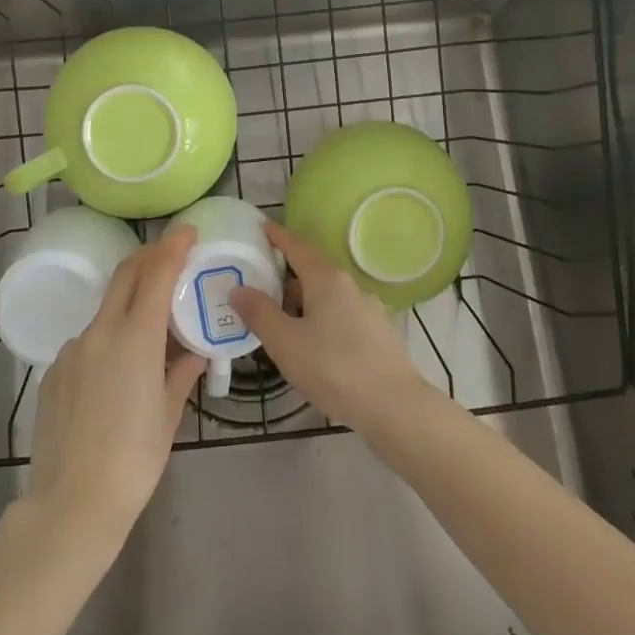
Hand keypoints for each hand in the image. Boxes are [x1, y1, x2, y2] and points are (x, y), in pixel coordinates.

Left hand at [18, 227, 204, 556]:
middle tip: (172, 252)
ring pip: (106, 310)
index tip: (188, 230)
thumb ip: (181, 372)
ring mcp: (72, 350)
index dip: (172, 247)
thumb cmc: (134, 460)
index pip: (155, 275)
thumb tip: (193, 352)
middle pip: (125, 276)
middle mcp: (99, 332)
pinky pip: (88, 341)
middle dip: (149, 256)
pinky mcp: (54, 371)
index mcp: (134, 338)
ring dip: (130, 303)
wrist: (71, 503)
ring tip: (153, 329)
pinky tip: (119, 373)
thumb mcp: (169, 414)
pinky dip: (110, 338)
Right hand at [229, 221, 428, 435]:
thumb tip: (238, 289)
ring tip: (279, 317)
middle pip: (313, 272)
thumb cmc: (335, 369)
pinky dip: (320, 320)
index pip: (298, 247)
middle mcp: (351, 287)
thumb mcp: (286, 343)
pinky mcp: (378, 336)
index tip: (262, 226)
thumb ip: (260, 313)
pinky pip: (341, 317)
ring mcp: (369, 311)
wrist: (396, 408)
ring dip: (303, 301)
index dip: (278, 237)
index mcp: (328, 280)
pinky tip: (311, 343)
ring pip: (327, 297)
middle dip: (286, 275)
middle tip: (259, 280)